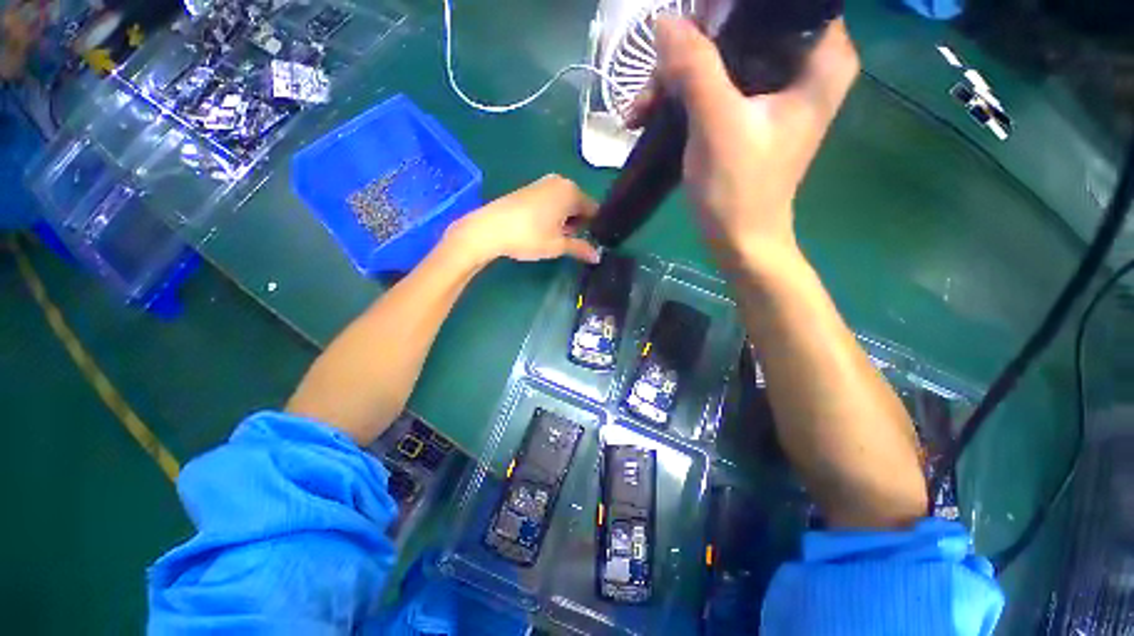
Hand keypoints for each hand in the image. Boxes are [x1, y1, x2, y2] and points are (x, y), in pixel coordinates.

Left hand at [445, 174, 600, 265]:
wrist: (490, 228)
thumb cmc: (529, 236)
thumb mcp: (557, 245)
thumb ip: (580, 248)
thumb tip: (597, 256)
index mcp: (572, 192)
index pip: (594, 210)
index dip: (593, 228)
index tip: (586, 242)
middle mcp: (560, 182)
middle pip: (579, 205)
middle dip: (577, 223)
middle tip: (565, 241)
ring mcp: (543, 183)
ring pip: (564, 204)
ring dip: (564, 220)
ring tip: (551, 236)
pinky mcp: (530, 188)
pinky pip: (551, 201)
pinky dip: (552, 214)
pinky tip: (539, 228)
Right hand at [630, 18, 858, 268]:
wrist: (739, 240)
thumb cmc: (738, 190)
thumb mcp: (717, 126)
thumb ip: (695, 68)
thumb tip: (664, 21)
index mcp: (821, 57)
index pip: (778, 4)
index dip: (728, 10)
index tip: (690, 24)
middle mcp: (805, 64)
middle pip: (744, 28)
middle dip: (692, 48)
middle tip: (655, 80)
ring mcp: (775, 90)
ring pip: (723, 57)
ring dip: (677, 78)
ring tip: (641, 109)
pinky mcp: (750, 113)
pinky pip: (715, 85)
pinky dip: (682, 97)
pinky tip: (650, 115)